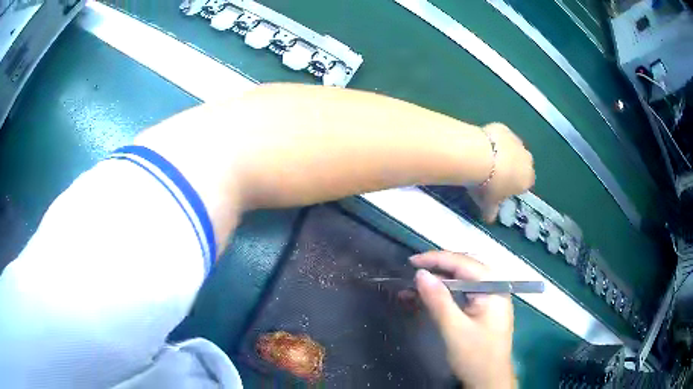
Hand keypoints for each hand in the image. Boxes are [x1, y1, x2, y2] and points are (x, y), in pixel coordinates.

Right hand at [411, 251, 515, 387]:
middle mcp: (495, 287)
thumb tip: (420, 273)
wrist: (489, 381)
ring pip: (463, 280)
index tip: (411, 261)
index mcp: (494, 287)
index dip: (437, 259)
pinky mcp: (484, 309)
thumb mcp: (454, 329)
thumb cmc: (475, 356)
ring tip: (415, 284)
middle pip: (465, 268)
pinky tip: (429, 297)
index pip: (464, 263)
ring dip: (440, 281)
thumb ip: (439, 300)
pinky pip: (463, 293)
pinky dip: (445, 293)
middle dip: (438, 267)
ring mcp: (490, 298)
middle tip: (412, 271)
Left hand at [473, 123, 534, 222]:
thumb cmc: (488, 185)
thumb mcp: (489, 203)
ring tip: (486, 158)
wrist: (479, 156)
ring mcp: (517, 141)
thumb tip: (489, 219)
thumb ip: (491, 211)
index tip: (499, 188)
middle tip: (492, 173)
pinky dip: (494, 139)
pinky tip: (482, 144)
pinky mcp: (504, 128)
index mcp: (527, 179)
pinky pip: (501, 135)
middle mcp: (527, 159)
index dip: (512, 186)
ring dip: (504, 153)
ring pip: (513, 148)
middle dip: (510, 168)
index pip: (524, 184)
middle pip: (521, 164)